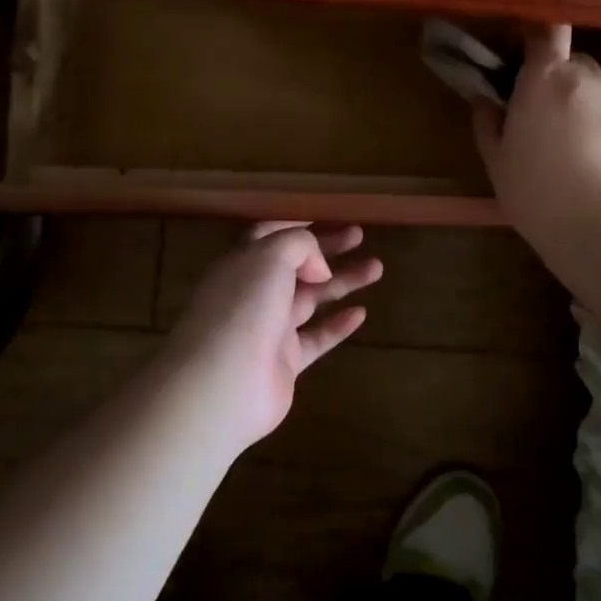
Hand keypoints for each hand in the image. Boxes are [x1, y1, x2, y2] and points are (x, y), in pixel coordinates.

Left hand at [167, 223, 382, 449]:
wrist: (223, 384)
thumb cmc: (244, 307)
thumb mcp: (271, 256)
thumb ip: (300, 246)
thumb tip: (319, 267)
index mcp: (243, 262)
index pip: (269, 235)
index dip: (296, 224)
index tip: (328, 216)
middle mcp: (254, 292)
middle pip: (296, 264)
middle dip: (327, 248)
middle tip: (360, 235)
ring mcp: (269, 328)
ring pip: (311, 298)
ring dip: (343, 281)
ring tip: (377, 267)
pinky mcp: (284, 362)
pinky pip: (316, 338)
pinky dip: (338, 325)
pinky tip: (361, 313)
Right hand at [473, 24, 600, 265]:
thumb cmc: (535, 191)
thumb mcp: (496, 161)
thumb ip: (487, 123)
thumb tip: (484, 101)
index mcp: (544, 78)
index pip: (546, 31)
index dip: (536, 35)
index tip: (521, 55)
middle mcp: (583, 79)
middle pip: (570, 60)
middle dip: (554, 76)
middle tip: (536, 109)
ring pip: (591, 87)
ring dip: (576, 100)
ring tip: (563, 141)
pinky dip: (596, 123)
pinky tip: (586, 158)